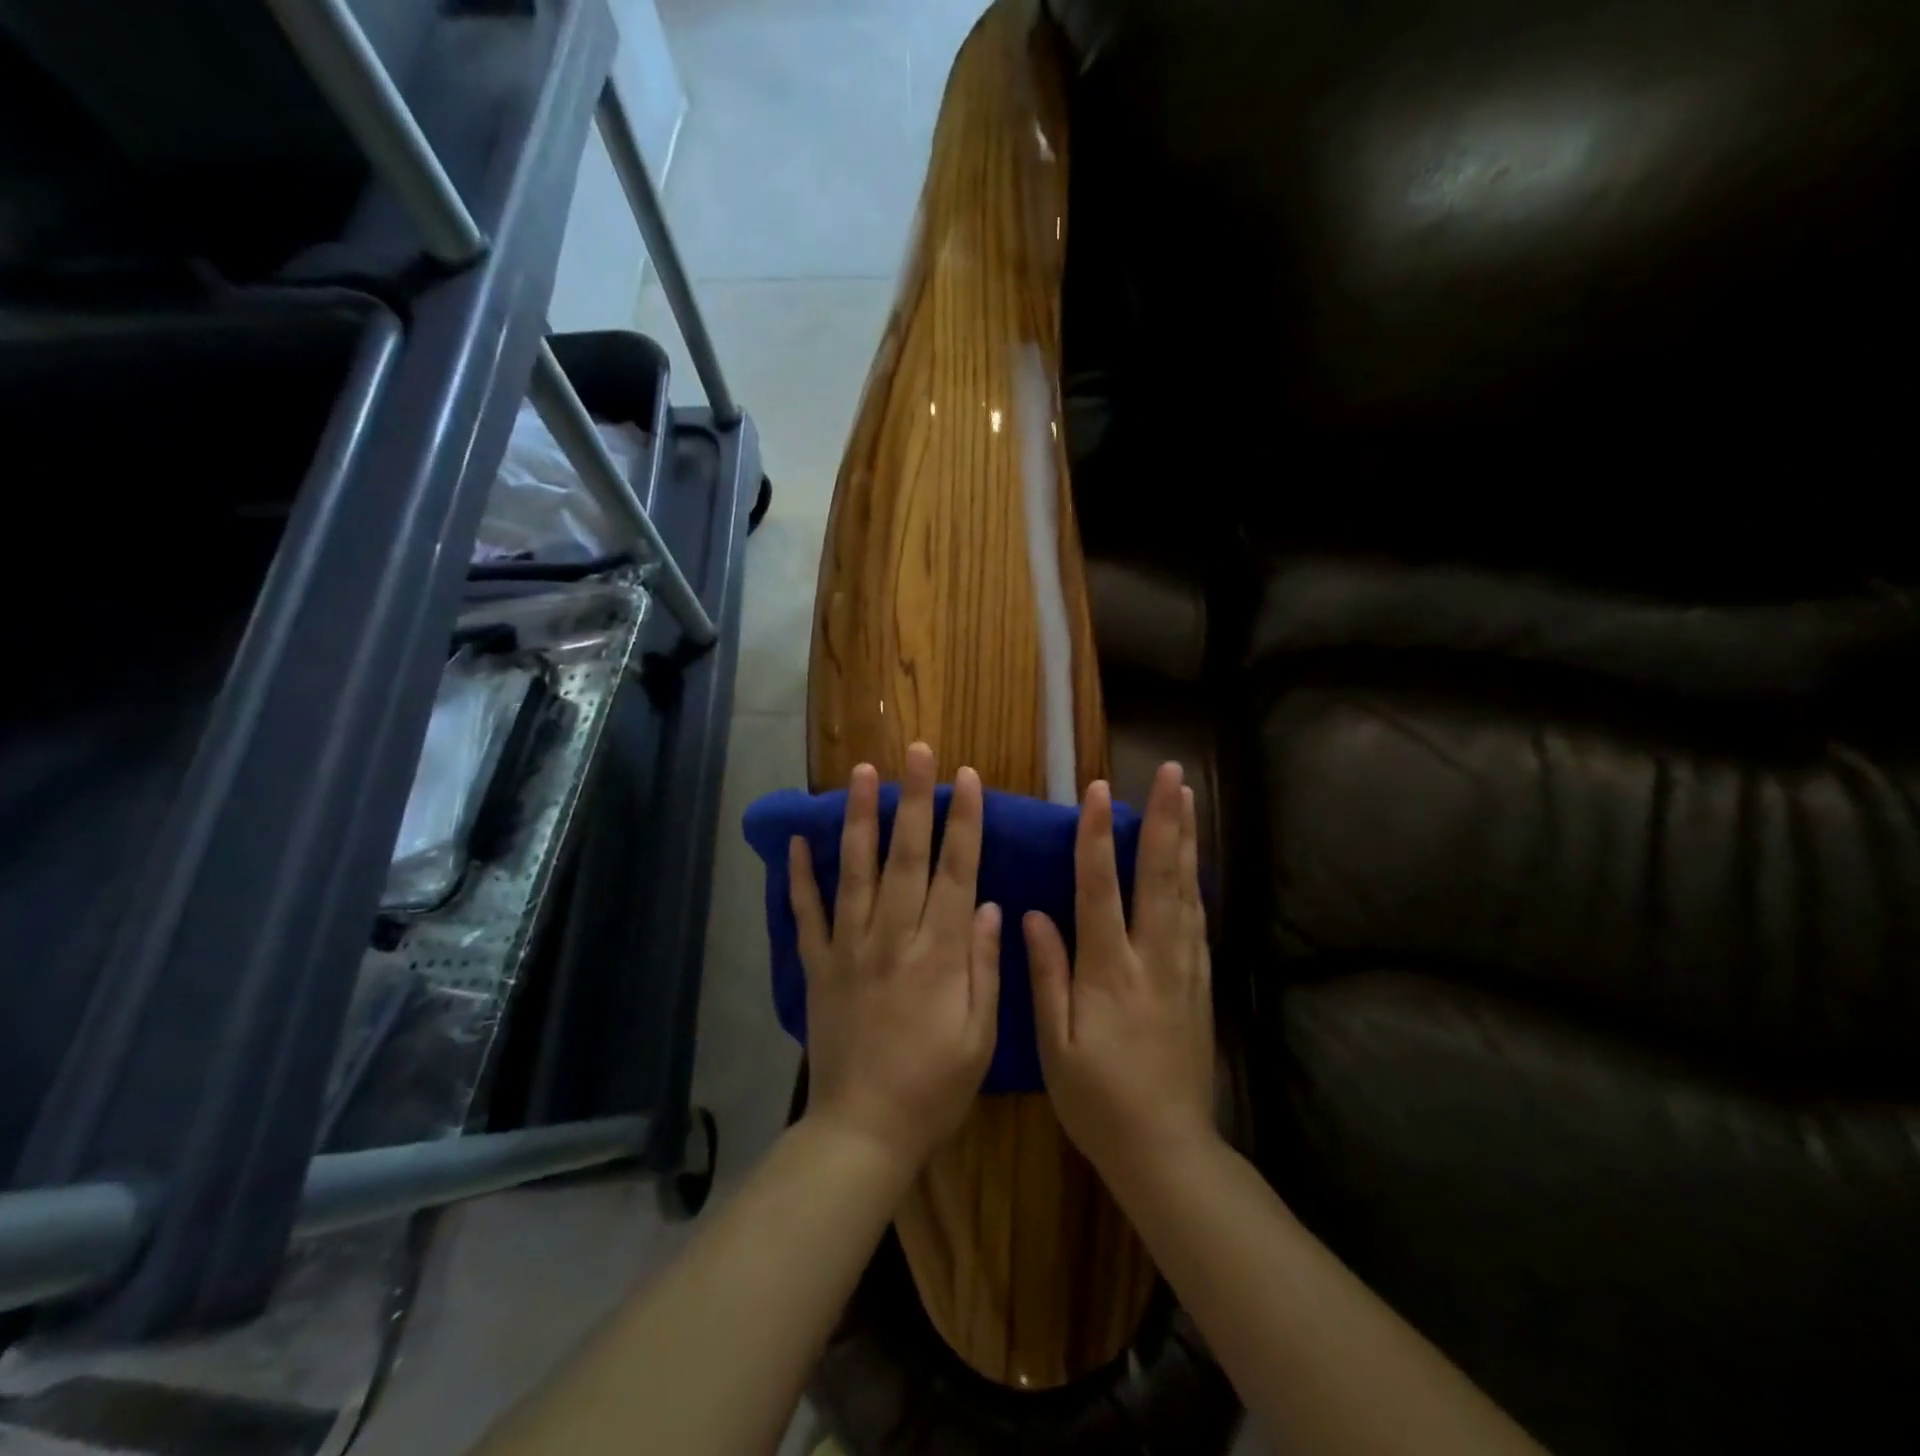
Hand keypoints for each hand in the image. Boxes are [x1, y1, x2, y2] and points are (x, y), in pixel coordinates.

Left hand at [790, 743, 1000, 1173]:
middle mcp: (892, 938)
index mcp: (938, 954)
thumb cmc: (934, 1088)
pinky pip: (806, 915)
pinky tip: (796, 841)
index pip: (955, 872)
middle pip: (904, 856)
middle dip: (912, 799)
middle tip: (915, 751)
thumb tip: (987, 905)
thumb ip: (984, 966)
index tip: (966, 777)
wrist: (863, 1131)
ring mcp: (849, 949)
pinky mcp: (818, 967)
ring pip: (854, 872)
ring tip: (860, 773)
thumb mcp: (980, 1036)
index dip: (962, 821)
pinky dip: (799, 878)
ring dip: (858, 819)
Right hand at [1025, 764, 1214, 1185]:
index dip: (1098, 838)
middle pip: (1160, 877)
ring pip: (1186, 891)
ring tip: (1188, 798)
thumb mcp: (1055, 1045)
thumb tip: (1034, 915)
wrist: (1168, 1150)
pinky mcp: (1200, 984)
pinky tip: (1194, 862)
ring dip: (1186, 840)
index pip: (1101, 890)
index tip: (1099, 792)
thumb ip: (1047, 975)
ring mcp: (1183, 969)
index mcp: (1109, 972)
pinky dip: (1195, 881)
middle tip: (1172, 773)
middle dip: (1165, 820)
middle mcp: (1152, 959)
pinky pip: (1198, 921)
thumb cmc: (1098, 1101)